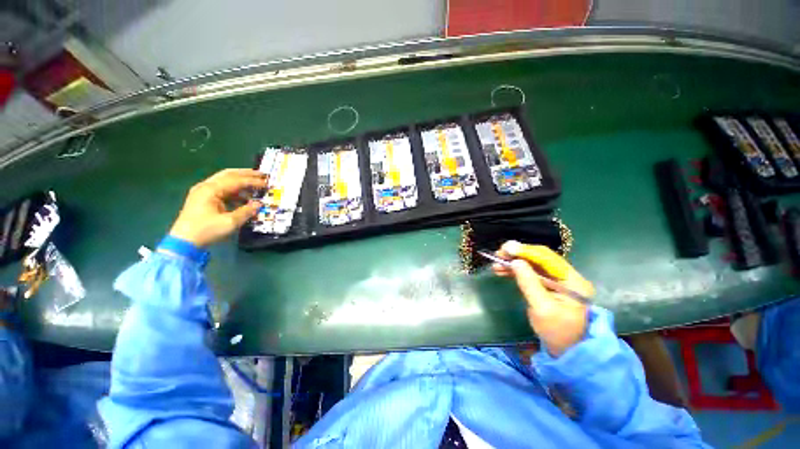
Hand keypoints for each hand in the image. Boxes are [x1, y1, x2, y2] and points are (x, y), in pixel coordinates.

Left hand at [168, 169, 266, 247]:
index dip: (252, 181)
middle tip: (262, 174)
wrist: (184, 242)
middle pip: (228, 174)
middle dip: (246, 174)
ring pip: (224, 181)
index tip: (266, 183)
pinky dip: (234, 190)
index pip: (235, 181)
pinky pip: (221, 189)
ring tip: (255, 184)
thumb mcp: (230, 222)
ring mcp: (203, 192)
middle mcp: (205, 187)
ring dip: (240, 181)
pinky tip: (244, 196)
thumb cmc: (206, 231)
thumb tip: (259, 204)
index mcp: (210, 190)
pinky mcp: (203, 199)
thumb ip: (246, 211)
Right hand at [493, 240, 594, 356]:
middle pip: (539, 258)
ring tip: (496, 263)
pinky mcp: (547, 285)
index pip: (548, 258)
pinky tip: (502, 270)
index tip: (507, 249)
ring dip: (513, 262)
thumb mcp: (542, 308)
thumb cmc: (557, 332)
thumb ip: (529, 283)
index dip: (526, 251)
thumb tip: (515, 261)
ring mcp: (557, 280)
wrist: (565, 351)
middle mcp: (566, 276)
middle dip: (517, 255)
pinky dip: (515, 270)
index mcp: (573, 281)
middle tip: (498, 254)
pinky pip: (529, 273)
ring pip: (532, 264)